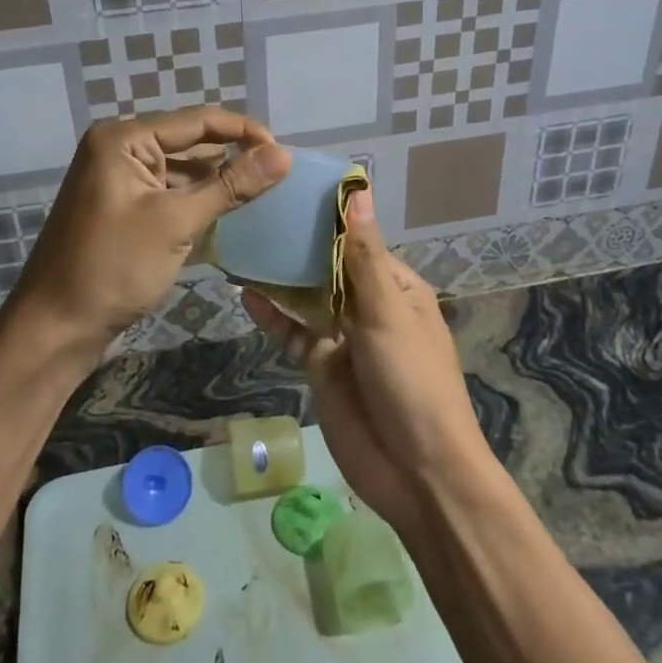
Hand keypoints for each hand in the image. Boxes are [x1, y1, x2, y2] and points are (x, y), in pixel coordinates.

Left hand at [11, 106, 290, 361]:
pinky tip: (228, 213)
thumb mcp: (176, 222)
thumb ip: (231, 185)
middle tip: (277, 175)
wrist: (55, 328)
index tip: (285, 152)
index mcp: (123, 138)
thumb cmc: (113, 268)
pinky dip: (196, 201)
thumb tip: (284, 155)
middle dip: (231, 157)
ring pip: (181, 170)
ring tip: (262, 193)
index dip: (244, 131)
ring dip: (216, 181)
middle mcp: (118, 148)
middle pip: (189, 142)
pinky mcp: (122, 207)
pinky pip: (168, 192)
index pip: (197, 121)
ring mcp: (118, 179)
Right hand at [241, 189, 489, 539]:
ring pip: (307, 298)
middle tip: (256, 211)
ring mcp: (344, 337)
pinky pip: (293, 333)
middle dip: (299, 245)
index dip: (329, 217)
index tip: (292, 188)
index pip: (358, 240)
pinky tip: (245, 294)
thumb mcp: (387, 314)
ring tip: (244, 245)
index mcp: (396, 289)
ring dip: (280, 277)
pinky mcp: (322, 366)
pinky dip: (272, 315)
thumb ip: (363, 256)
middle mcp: (370, 306)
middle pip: (329, 267)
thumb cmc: (412, 382)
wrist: (417, 474)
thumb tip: (360, 191)